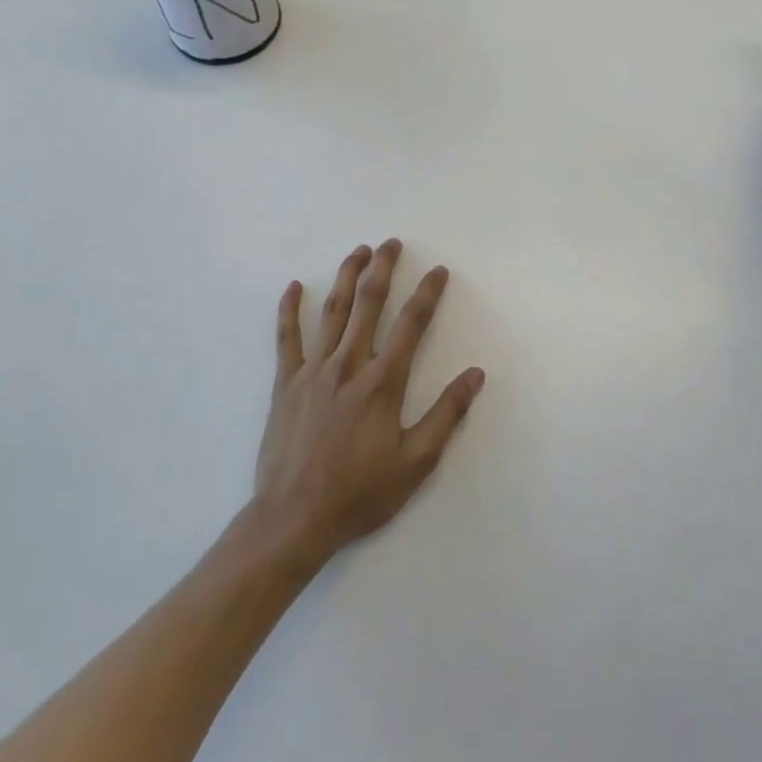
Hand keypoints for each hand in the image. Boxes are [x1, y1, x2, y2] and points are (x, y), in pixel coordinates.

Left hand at [253, 239, 485, 565]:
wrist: (294, 518)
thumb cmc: (361, 492)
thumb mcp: (415, 462)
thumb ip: (446, 414)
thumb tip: (475, 375)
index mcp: (382, 382)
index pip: (411, 324)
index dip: (427, 293)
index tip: (438, 271)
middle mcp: (349, 364)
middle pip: (369, 304)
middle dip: (383, 269)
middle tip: (391, 243)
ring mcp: (313, 371)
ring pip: (332, 311)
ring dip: (346, 277)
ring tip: (358, 251)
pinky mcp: (285, 383)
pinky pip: (287, 338)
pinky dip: (289, 309)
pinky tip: (293, 287)